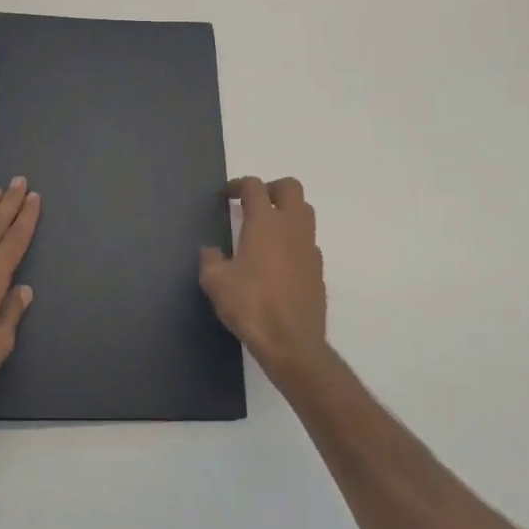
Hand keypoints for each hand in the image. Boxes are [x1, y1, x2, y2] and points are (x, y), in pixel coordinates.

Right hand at [198, 176, 328, 378]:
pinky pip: (308, 242)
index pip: (254, 187)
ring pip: (305, 212)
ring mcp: (309, 248)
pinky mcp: (318, 269)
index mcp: (264, 223)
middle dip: (271, 188)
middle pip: (290, 188)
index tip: (226, 196)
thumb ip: (210, 260)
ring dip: (287, 211)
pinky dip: (294, 240)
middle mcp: (291, 227)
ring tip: (267, 230)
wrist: (292, 343)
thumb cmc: (250, 305)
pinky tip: (279, 261)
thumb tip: (210, 251)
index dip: (238, 185)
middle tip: (254, 203)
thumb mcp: (215, 282)